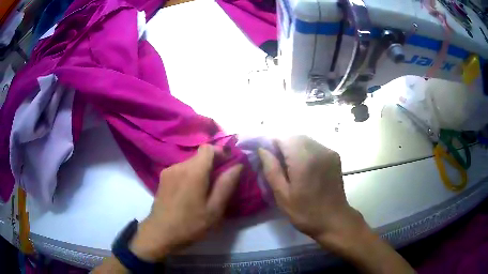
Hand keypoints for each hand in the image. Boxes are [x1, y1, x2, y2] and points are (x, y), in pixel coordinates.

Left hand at [130, 145, 242, 260]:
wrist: (160, 233)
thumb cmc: (190, 224)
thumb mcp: (214, 209)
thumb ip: (226, 185)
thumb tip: (238, 166)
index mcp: (193, 171)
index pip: (208, 148)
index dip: (220, 152)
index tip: (228, 165)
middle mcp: (179, 166)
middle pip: (199, 156)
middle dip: (211, 165)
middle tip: (218, 184)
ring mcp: (168, 171)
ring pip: (189, 163)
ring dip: (200, 171)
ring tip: (204, 191)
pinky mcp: (162, 178)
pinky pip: (180, 170)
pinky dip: (189, 175)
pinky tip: (189, 193)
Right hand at [258, 136, 366, 246]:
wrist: (334, 219)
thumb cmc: (305, 212)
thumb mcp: (282, 195)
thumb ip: (271, 169)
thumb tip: (262, 149)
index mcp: (304, 160)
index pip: (283, 138)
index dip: (271, 143)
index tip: (265, 155)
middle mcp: (318, 150)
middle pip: (295, 136)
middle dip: (282, 144)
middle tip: (276, 161)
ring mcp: (328, 152)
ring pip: (305, 140)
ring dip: (293, 146)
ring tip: (288, 164)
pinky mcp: (334, 156)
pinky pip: (315, 145)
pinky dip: (305, 150)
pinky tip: (303, 166)